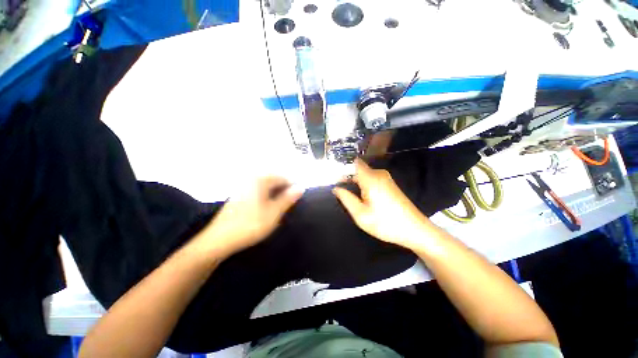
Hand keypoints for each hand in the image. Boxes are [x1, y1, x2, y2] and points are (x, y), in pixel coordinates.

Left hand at [201, 176, 302, 256]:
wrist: (219, 240)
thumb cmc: (250, 224)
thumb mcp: (274, 212)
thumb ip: (288, 199)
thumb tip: (300, 187)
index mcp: (259, 180)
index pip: (282, 178)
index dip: (292, 187)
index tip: (297, 198)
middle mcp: (250, 180)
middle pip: (273, 181)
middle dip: (283, 191)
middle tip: (288, 205)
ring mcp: (242, 187)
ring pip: (265, 187)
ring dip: (275, 195)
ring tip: (279, 208)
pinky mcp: (238, 196)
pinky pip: (257, 192)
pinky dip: (265, 197)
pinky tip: (265, 209)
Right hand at [332, 159, 436, 249]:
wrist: (414, 230)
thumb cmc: (385, 223)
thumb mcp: (360, 214)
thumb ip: (346, 198)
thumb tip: (335, 188)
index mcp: (370, 179)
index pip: (353, 163)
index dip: (341, 167)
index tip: (332, 176)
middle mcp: (378, 174)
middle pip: (358, 169)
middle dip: (346, 176)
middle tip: (338, 189)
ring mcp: (385, 178)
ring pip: (364, 174)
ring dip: (354, 181)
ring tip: (347, 193)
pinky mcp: (389, 184)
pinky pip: (371, 178)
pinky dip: (362, 184)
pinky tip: (360, 196)